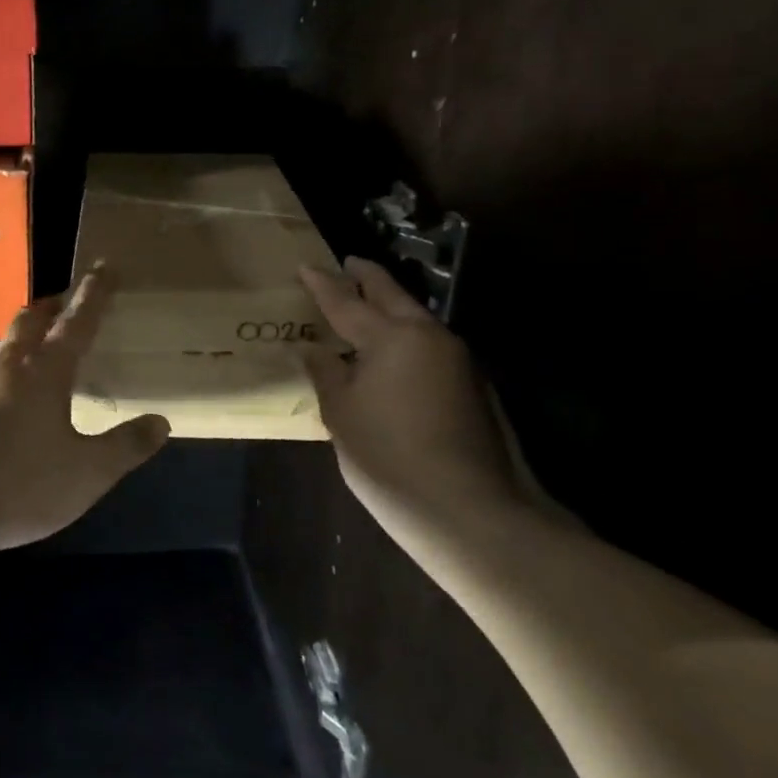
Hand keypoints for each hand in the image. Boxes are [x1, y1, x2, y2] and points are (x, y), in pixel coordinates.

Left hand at [0, 268, 171, 557]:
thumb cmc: (16, 483)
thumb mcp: (85, 474)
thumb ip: (124, 447)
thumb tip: (160, 421)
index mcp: (44, 372)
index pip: (76, 321)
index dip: (93, 293)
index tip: (104, 266)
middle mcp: (9, 369)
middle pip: (30, 321)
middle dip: (53, 306)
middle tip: (70, 301)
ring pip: (8, 348)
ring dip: (29, 338)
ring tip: (48, 351)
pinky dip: (13, 373)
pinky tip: (18, 402)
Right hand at [300, 257, 520, 523]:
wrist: (473, 512)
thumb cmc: (390, 459)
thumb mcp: (342, 415)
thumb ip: (326, 373)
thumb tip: (310, 348)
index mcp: (390, 336)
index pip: (345, 300)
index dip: (321, 283)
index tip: (304, 265)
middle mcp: (427, 335)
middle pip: (391, 294)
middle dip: (366, 277)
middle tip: (347, 265)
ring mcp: (457, 359)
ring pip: (415, 317)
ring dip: (389, 306)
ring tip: (364, 307)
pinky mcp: (472, 385)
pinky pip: (428, 343)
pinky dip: (405, 335)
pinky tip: (392, 352)